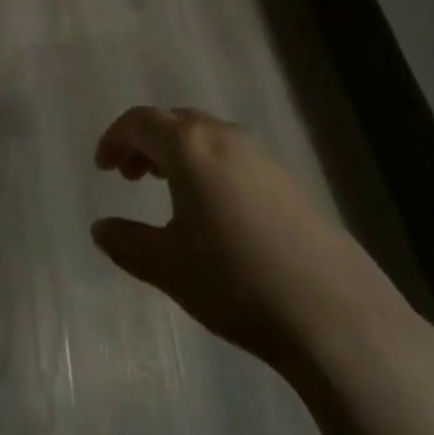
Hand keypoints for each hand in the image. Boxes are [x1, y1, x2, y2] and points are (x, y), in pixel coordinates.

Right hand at [91, 106, 371, 368]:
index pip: (140, 121)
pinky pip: (234, 157)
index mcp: (190, 146)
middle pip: (174, 123)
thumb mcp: (168, 267)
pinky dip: (209, 167)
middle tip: (129, 177)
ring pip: (206, 138)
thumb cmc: (235, 281)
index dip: (115, 138)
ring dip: (178, 155)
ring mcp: (262, 156)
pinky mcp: (289, 181)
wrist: (332, 313)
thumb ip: (127, 242)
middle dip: (146, 143)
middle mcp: (225, 137)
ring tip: (168, 191)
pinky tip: (215, 212)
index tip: (103, 167)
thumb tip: (100, 229)